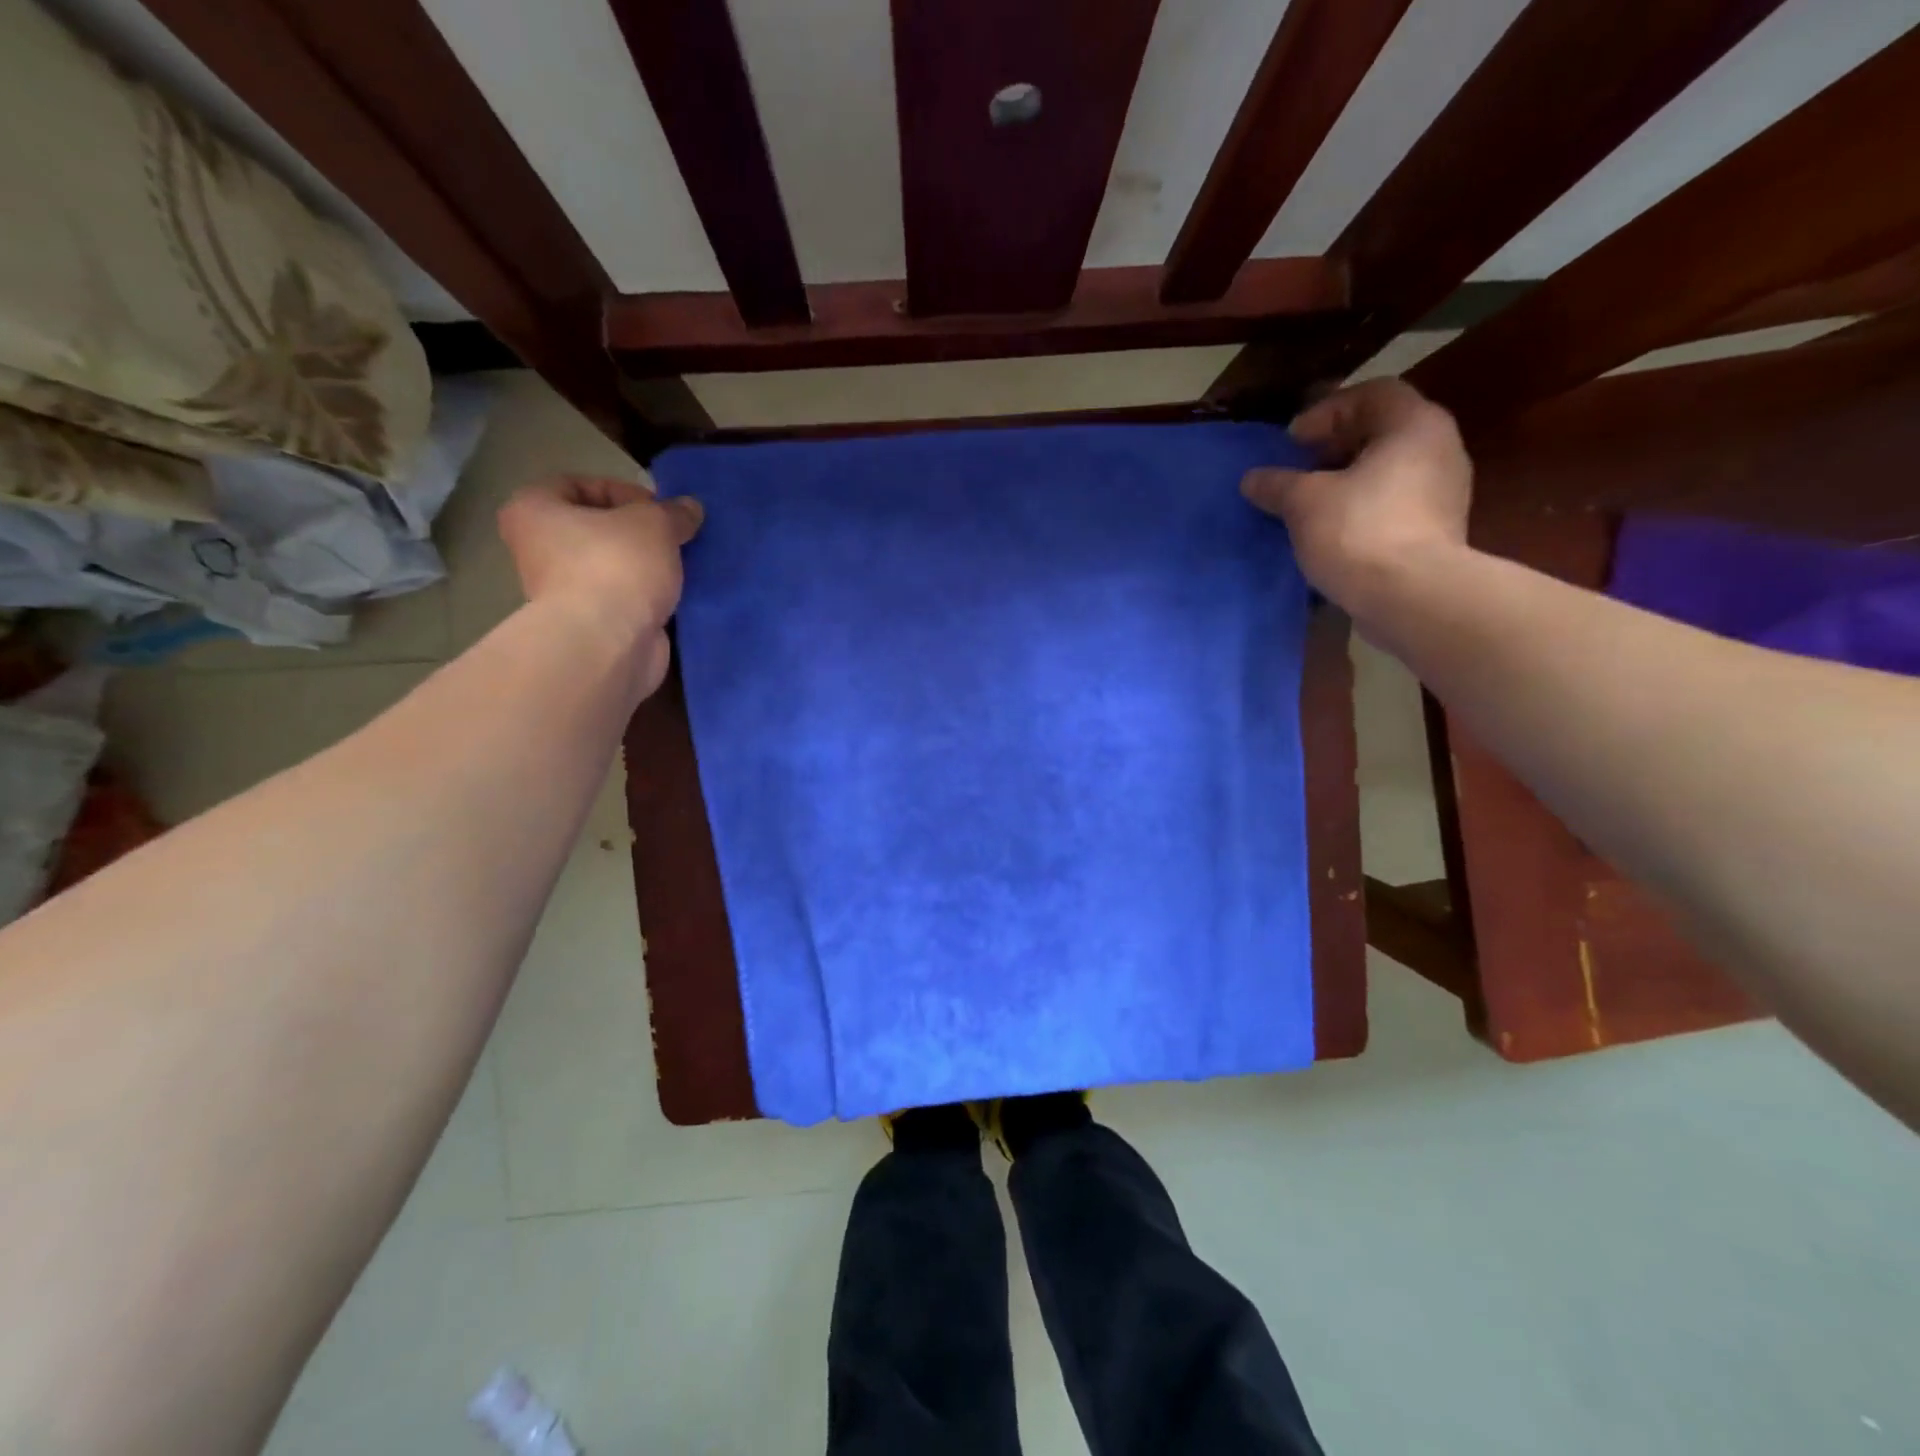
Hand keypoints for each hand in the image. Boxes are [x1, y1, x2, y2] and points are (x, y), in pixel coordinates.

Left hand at [497, 475, 702, 692]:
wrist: (608, 645)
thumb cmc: (616, 566)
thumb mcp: (655, 524)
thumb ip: (674, 513)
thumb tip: (690, 508)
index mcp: (533, 511)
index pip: (575, 485)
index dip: (621, 491)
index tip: (657, 509)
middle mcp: (538, 551)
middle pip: (595, 530)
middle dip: (637, 533)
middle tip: (673, 538)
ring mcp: (562, 593)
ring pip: (611, 568)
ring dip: (645, 567)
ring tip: (680, 567)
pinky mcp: (590, 627)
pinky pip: (623, 601)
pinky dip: (647, 598)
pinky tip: (675, 597)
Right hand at [1240, 379, 1471, 613]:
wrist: (1412, 596)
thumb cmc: (1359, 531)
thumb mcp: (1304, 502)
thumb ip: (1277, 484)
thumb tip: (1252, 478)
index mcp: (1413, 424)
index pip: (1372, 394)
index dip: (1326, 411)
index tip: (1293, 443)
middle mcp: (1440, 447)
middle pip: (1381, 431)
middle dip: (1334, 447)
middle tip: (1298, 470)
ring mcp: (1445, 490)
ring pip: (1388, 469)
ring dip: (1347, 480)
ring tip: (1309, 504)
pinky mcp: (1438, 528)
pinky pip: (1395, 502)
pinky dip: (1363, 507)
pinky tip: (1333, 531)